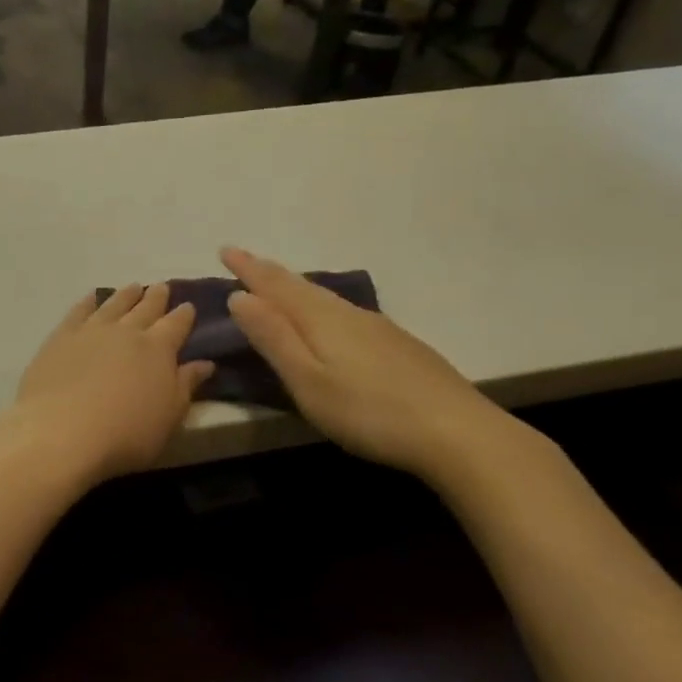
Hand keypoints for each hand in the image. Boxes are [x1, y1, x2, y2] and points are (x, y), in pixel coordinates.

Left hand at [9, 284, 214, 484]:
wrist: (62, 431)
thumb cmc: (125, 434)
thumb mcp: (169, 417)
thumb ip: (186, 386)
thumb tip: (205, 363)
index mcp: (158, 349)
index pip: (176, 325)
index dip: (184, 315)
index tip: (188, 306)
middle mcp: (126, 331)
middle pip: (145, 308)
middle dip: (156, 297)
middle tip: (162, 287)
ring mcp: (92, 330)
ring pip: (114, 304)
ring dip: (126, 295)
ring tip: (133, 288)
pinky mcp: (61, 337)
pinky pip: (79, 311)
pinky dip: (88, 302)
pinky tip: (92, 297)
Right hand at [221, 248, 517, 483]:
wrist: (457, 432)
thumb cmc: (368, 411)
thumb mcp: (307, 380)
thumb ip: (273, 338)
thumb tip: (240, 296)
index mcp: (320, 319)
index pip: (275, 284)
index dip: (248, 268)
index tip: (224, 250)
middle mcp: (348, 313)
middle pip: (301, 286)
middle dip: (269, 274)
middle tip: (245, 262)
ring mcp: (378, 327)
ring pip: (326, 298)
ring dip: (296, 289)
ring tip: (279, 287)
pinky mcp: (397, 345)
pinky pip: (345, 313)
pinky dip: (321, 307)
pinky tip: (329, 320)